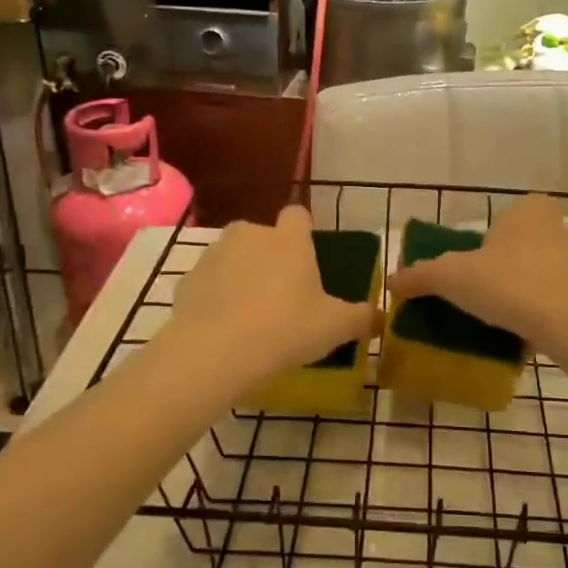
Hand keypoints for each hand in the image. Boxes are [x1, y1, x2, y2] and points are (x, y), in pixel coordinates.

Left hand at [166, 206, 374, 385]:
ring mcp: (213, 255)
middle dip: (270, 256)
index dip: (304, 232)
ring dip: (241, 276)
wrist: (215, 352)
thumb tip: (380, 317)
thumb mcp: (335, 327)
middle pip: (262, 236)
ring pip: (232, 257)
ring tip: (250, 315)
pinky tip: (224, 328)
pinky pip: (208, 284)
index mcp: (288, 239)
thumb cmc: (286, 329)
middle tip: (282, 294)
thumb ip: (362, 318)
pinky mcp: (187, 280)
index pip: (298, 215)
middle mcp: (249, 235)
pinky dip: (215, 298)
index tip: (308, 258)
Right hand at [386, 195, 567, 348]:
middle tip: (474, 295)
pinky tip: (516, 334)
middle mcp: (554, 229)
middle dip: (496, 270)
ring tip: (492, 319)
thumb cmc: (509, 283)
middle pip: (513, 248)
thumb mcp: (451, 277)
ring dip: (515, 293)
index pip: (498, 219)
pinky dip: (533, 314)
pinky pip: (548, 301)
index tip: (466, 269)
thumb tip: (391, 282)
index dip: (480, 243)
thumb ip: (420, 276)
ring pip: (532, 275)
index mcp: (526, 210)